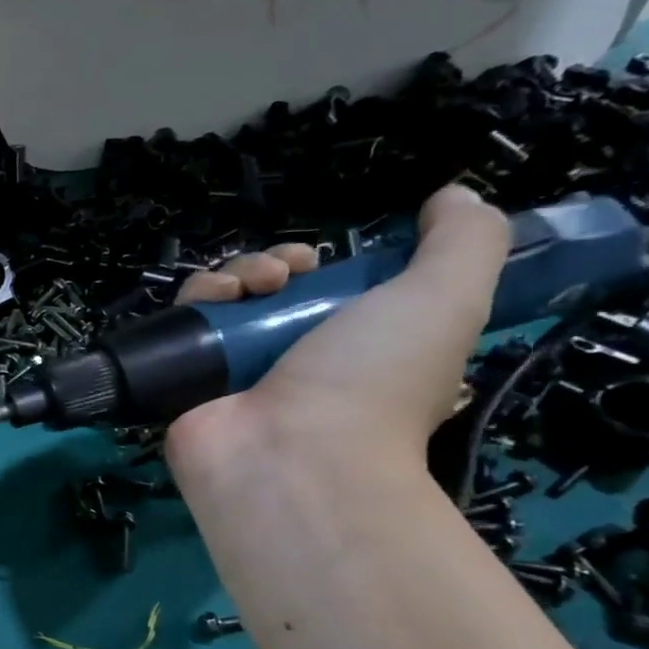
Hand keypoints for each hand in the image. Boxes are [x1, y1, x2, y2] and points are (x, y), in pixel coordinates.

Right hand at [165, 184, 510, 483]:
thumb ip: (465, 239)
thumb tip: (450, 195)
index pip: (323, 291)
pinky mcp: (187, 378)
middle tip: (284, 275)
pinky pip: (183, 323)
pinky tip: (214, 301)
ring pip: (223, 299)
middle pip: (267, 289)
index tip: (324, 259)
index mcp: (351, 347)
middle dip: (273, 263)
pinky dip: (197, 298)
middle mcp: (289, 359)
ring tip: (249, 289)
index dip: (323, 263)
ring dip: (235, 273)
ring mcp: (234, 372)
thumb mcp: (448, 298)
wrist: (292, 453)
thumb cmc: (373, 380)